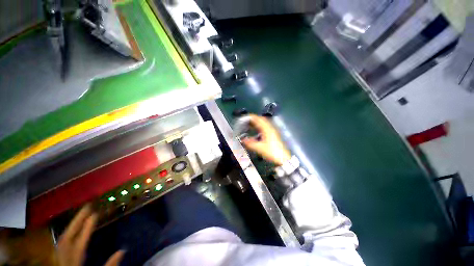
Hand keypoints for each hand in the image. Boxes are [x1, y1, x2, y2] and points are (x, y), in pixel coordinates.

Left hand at [57, 205, 124, 265]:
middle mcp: (65, 260)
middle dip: (77, 221)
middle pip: (67, 239)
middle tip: (87, 207)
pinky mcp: (60, 260)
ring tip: (81, 215)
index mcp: (75, 264)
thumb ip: (110, 265)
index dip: (87, 228)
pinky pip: (61, 245)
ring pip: (62, 240)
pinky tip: (72, 230)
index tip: (95, 214)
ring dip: (71, 226)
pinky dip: (67, 234)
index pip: (80, 244)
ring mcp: (60, 259)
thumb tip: (123, 250)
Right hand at [241, 114, 290, 165]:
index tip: (245, 117)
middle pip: (262, 119)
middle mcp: (270, 128)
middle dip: (254, 118)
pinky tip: (257, 130)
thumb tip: (242, 140)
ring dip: (257, 122)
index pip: (258, 119)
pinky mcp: (274, 134)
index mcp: (267, 129)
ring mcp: (273, 131)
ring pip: (264, 123)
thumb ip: (249, 143)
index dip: (251, 117)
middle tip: (247, 120)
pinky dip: (260, 126)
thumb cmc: (271, 152)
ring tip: (250, 124)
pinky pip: (266, 126)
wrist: (282, 158)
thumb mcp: (259, 148)